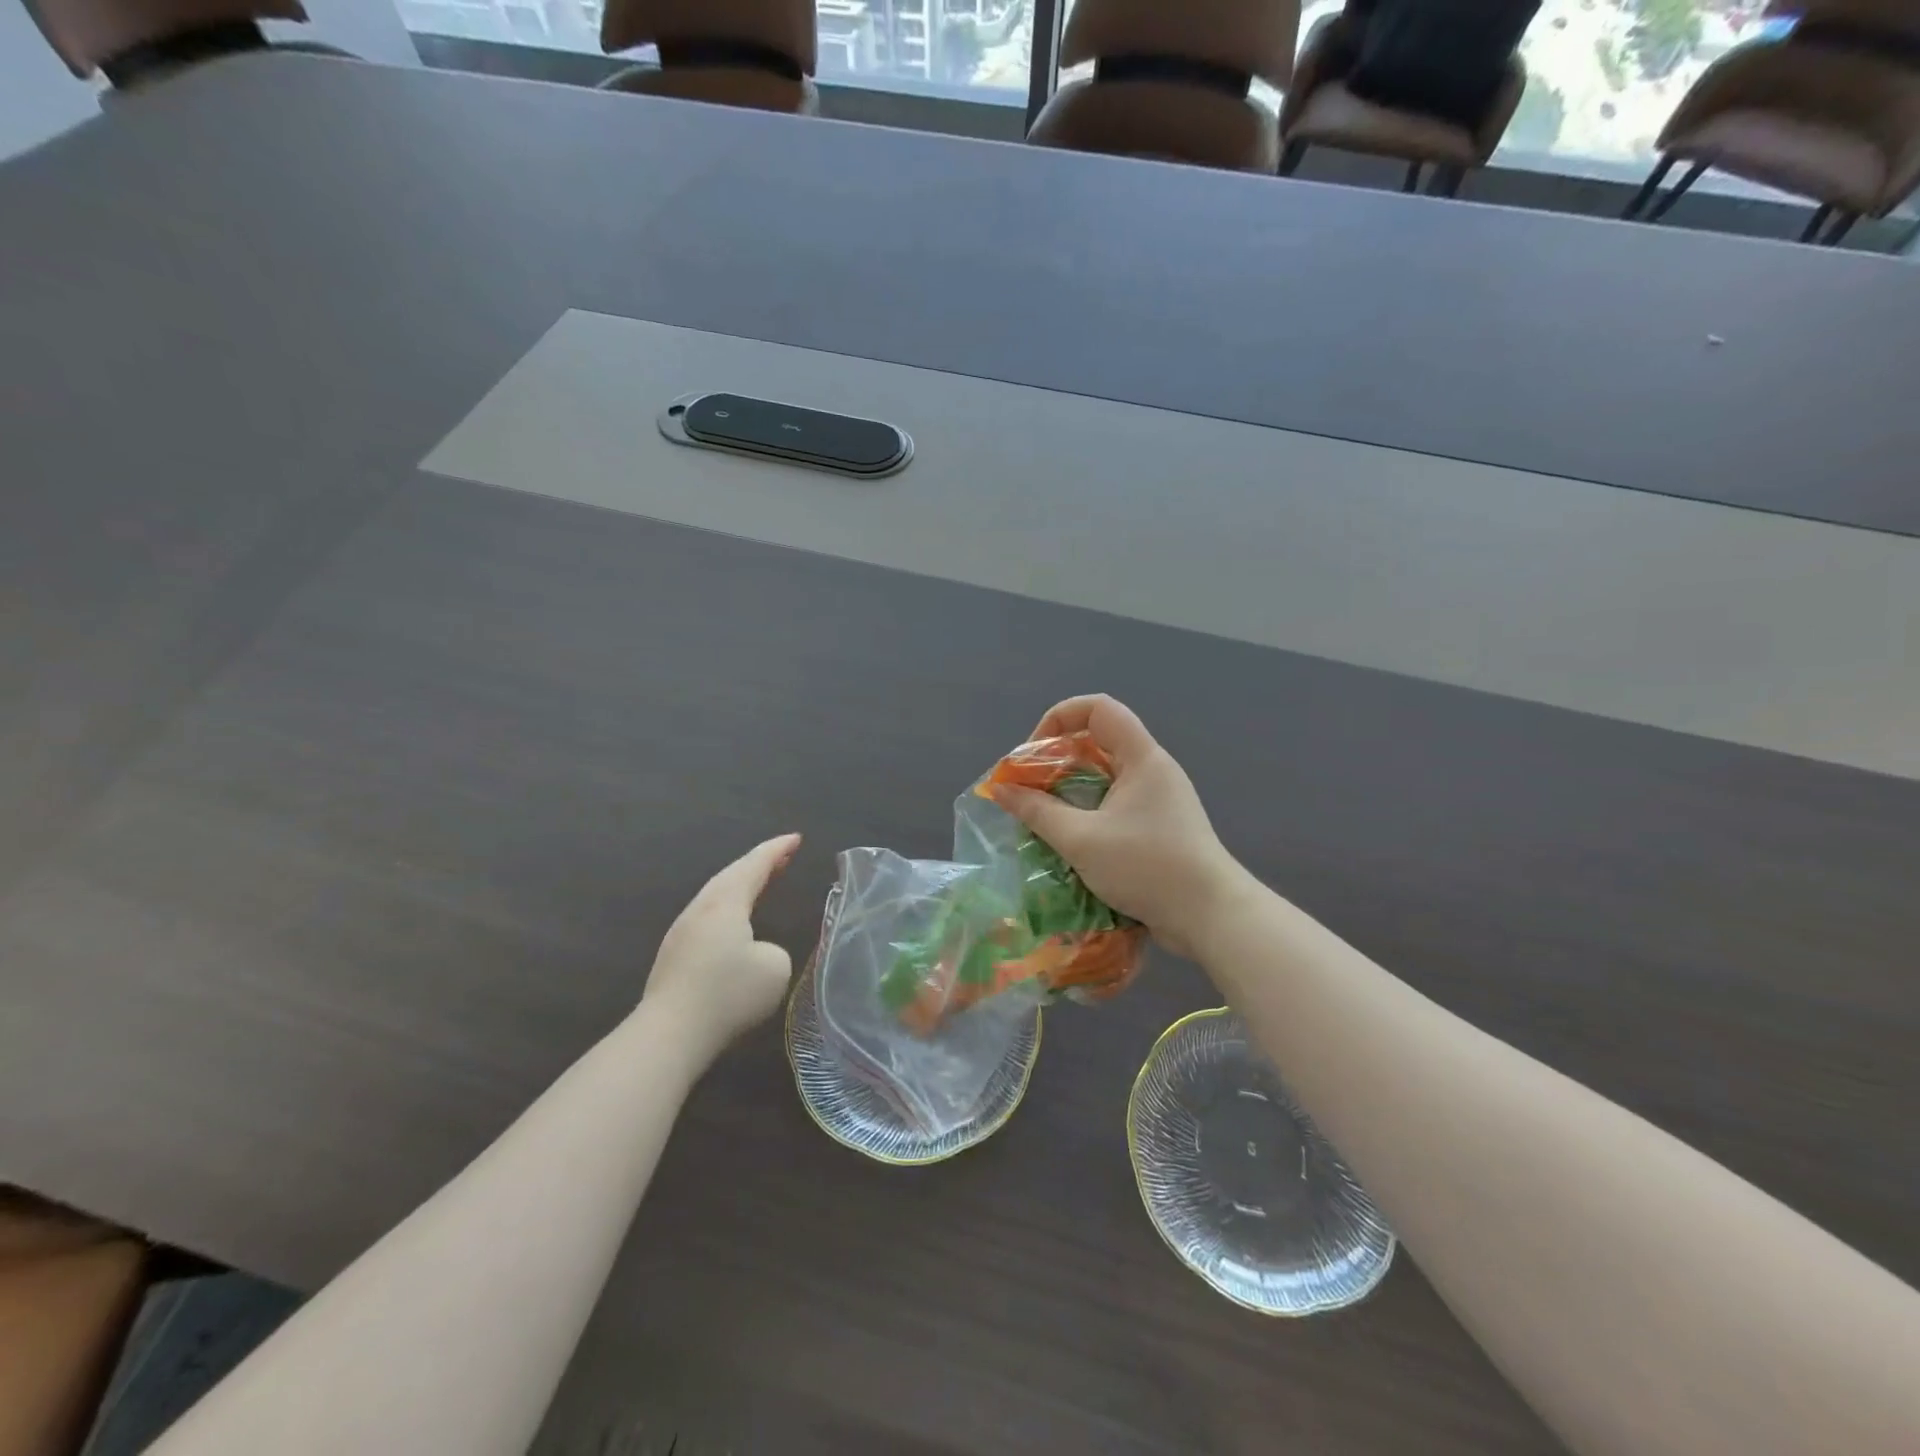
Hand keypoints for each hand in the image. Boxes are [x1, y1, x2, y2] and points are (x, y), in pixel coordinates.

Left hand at [640, 834, 799, 1063]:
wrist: (669, 1034)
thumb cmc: (728, 993)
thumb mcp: (775, 968)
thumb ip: (773, 950)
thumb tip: (757, 954)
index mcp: (726, 902)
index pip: (755, 865)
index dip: (778, 850)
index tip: (796, 838)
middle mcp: (701, 909)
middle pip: (731, 876)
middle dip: (759, 864)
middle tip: (782, 857)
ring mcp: (682, 932)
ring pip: (716, 897)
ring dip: (741, 887)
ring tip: (760, 884)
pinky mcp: (674, 957)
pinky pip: (708, 919)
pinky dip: (729, 910)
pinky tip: (734, 926)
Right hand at [987, 697, 1247, 959]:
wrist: (1210, 916)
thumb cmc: (1146, 867)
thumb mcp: (1081, 840)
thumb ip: (1037, 811)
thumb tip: (1000, 789)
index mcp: (1142, 757)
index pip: (1099, 708)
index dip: (1059, 718)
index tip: (1033, 753)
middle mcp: (1153, 769)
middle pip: (1099, 740)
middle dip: (1057, 759)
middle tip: (1028, 788)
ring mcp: (1159, 798)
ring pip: (1105, 775)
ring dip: (1069, 788)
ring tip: (1041, 814)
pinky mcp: (1159, 826)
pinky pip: (1115, 802)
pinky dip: (1087, 810)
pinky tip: (1069, 838)